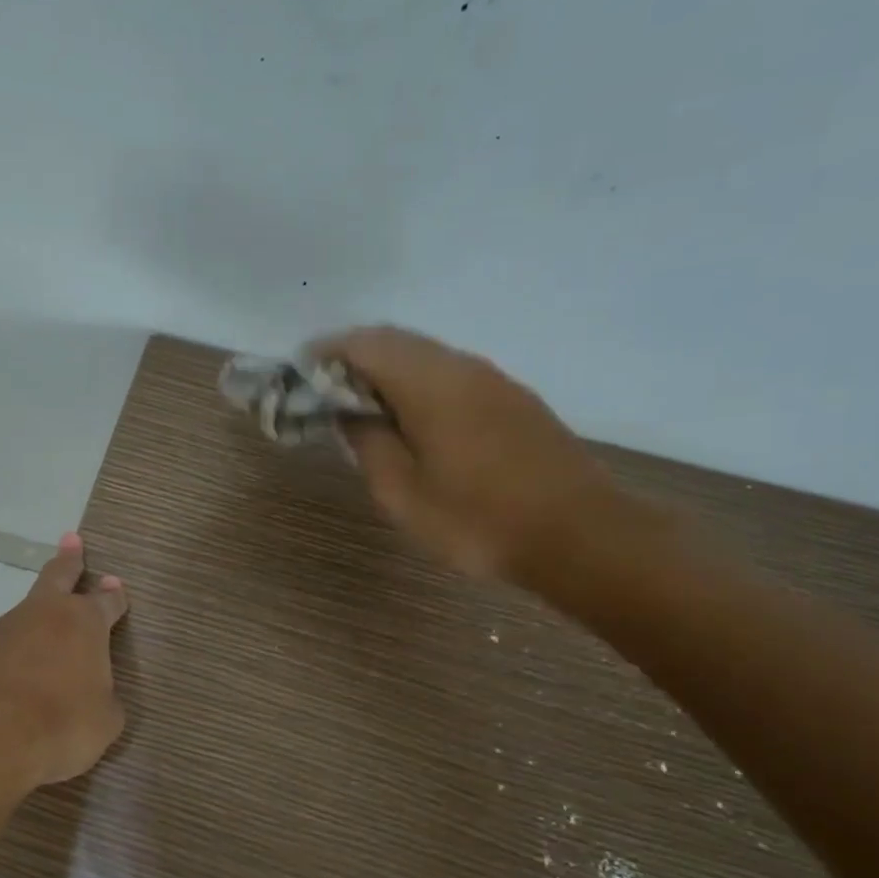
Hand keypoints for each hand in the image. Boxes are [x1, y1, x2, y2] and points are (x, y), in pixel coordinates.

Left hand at [0, 532, 128, 788]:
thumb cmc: (62, 724)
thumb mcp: (103, 720)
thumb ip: (102, 699)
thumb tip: (94, 696)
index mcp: (84, 624)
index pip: (106, 602)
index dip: (114, 596)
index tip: (116, 585)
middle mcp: (43, 615)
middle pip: (58, 576)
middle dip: (69, 559)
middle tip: (71, 540)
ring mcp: (3, 629)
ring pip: (24, 616)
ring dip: (34, 623)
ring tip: (40, 648)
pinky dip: (8, 658)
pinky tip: (9, 681)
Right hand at [313, 326, 623, 585]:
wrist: (580, 536)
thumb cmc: (478, 519)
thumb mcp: (403, 493)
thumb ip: (368, 443)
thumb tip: (349, 412)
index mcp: (430, 382)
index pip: (364, 344)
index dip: (325, 354)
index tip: (299, 377)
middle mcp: (462, 366)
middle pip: (396, 341)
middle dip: (353, 359)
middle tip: (323, 393)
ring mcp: (493, 380)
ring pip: (426, 356)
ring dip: (387, 371)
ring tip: (360, 408)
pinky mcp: (512, 400)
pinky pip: (450, 374)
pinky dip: (416, 384)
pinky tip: (410, 421)